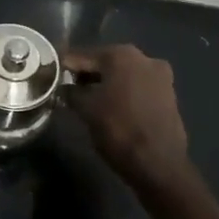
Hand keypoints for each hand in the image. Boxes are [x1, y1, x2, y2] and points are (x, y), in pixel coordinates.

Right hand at [63, 46, 195, 196]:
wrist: (159, 164)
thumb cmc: (118, 130)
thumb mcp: (86, 110)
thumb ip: (71, 92)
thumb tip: (63, 87)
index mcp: (121, 54)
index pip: (83, 56)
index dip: (65, 66)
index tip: (50, 74)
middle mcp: (144, 57)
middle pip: (105, 62)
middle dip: (86, 75)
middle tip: (67, 89)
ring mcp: (160, 75)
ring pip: (123, 75)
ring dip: (105, 84)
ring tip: (88, 101)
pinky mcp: (169, 94)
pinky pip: (138, 87)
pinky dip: (123, 93)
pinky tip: (111, 107)